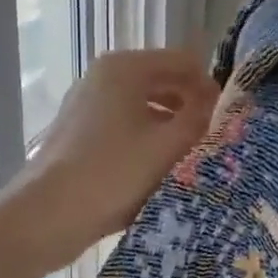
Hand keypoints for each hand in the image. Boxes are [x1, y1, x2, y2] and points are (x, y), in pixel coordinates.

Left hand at [12, 48, 217, 264]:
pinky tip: (158, 176)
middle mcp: (102, 79)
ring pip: (143, 113)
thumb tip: (218, 106)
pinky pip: (124, 134)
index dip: (211, 88)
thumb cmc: (113, 173)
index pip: (184, 62)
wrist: (48, 215)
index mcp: (125, 68)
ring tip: (191, 163)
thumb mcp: (168, 146)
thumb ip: (200, 120)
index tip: (229, 121)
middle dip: (190, 111)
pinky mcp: (79, 139)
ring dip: (170, 132)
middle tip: (214, 143)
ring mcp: (86, 108)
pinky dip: (145, 147)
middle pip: (162, 85)